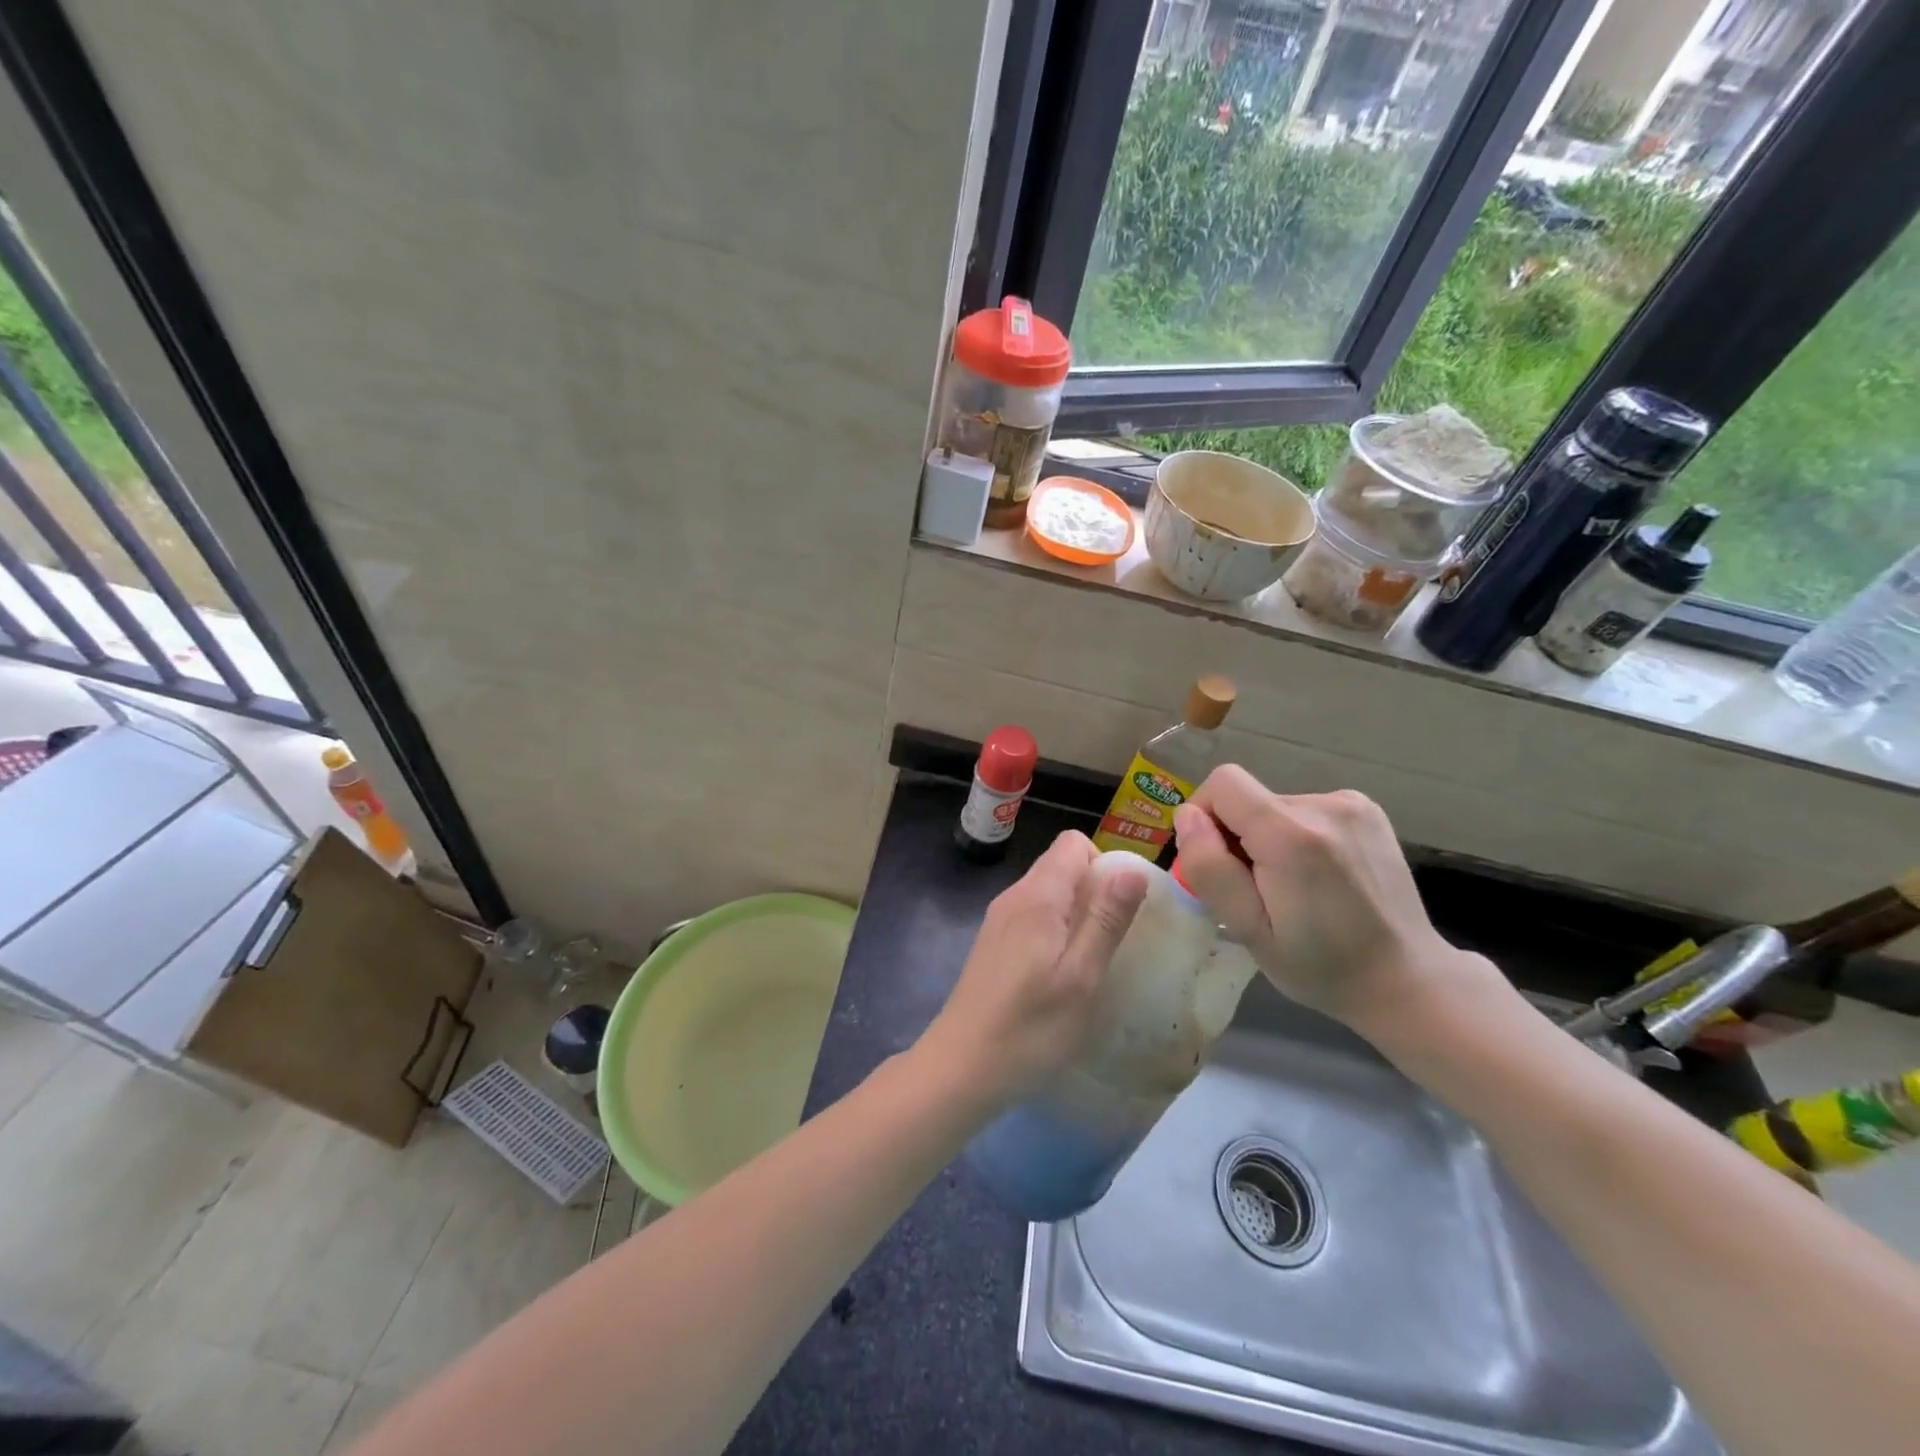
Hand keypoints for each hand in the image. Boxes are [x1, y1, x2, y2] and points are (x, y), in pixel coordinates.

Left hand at [918, 831, 1146, 1110]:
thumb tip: (1132, 870)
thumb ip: (1106, 919)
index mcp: (1037, 895)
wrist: (961, 1068)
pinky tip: (1062, 975)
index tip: (1122, 908)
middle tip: (1114, 940)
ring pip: (1048, 893)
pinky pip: (1033, 917)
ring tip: (1093, 961)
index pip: (1073, 842)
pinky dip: (1056, 931)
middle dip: (1095, 891)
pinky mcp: (993, 944)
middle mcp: (1014, 896)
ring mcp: (999, 920)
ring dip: (1077, 914)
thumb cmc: (1029, 1027)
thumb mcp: (1081, 976)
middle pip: (1061, 865)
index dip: (1104, 864)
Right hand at [1171, 767, 1506, 1043]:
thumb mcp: (1250, 931)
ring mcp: (1352, 804)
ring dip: (1267, 838)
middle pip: (1248, 797)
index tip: (1214, 861)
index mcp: (1292, 835)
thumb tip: (1186, 816)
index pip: (1223, 783)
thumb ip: (1211, 869)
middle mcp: (1324, 805)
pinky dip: (1295, 835)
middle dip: (1236, 836)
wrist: (1405, 979)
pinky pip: (1304, 810)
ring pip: (1274, 805)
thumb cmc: (1320, 966)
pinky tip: (1317, 876)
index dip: (1203, 815)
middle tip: (1254, 890)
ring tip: (1290, 888)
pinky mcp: (1367, 811)